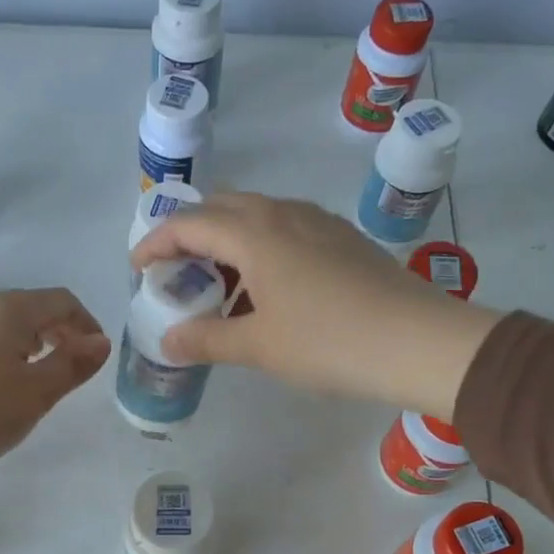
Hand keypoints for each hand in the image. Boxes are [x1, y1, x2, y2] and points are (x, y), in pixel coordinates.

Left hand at [0, 289, 110, 466]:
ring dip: (23, 341)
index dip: (85, 324)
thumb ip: (73, 364)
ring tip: (28, 375)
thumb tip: (101, 342)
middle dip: (55, 331)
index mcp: (11, 311)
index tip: (94, 352)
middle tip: (66, 364)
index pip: (62, 302)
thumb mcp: (36, 393)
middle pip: (28, 308)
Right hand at [130, 193, 498, 419]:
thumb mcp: (258, 346)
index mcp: (254, 233)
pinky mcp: (343, 239)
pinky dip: (260, 248)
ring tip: (219, 284)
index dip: (155, 243)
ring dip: (227, 240)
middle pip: (222, 208)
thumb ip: (207, 340)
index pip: (189, 223)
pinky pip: (286, 230)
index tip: (137, 269)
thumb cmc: (327, 342)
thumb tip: (168, 342)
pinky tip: (267, 286)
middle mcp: (284, 214)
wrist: (416, 342)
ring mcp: (318, 222)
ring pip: (258, 216)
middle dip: (189, 233)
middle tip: (175, 271)